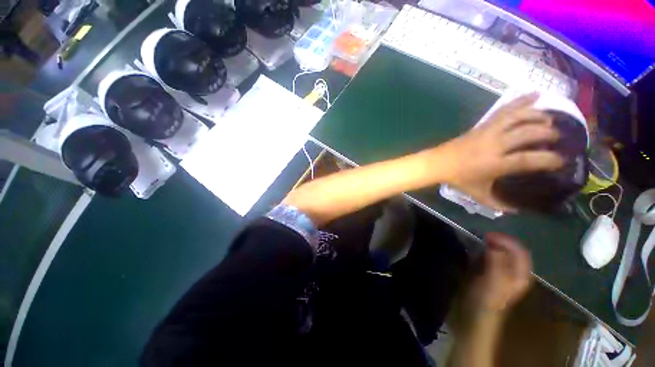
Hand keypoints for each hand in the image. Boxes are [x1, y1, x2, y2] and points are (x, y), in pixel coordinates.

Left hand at [439, 92, 563, 211]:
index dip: (548, 159)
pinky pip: (503, 111)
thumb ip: (497, 203)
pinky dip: (519, 101)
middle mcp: (494, 145)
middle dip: (547, 134)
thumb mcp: (478, 194)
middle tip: (557, 138)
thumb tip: (515, 210)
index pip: (527, 160)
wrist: (438, 163)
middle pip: (527, 133)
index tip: (562, 160)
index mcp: (495, 164)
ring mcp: (487, 132)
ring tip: (549, 119)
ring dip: (537, 116)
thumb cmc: (458, 179)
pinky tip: (535, 95)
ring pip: (517, 117)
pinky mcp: (482, 126)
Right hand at [466, 233, 532, 315]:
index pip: (520, 252)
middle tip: (483, 237)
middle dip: (500, 241)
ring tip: (481, 240)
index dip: (506, 241)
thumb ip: (497, 262)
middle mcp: (515, 273)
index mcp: (520, 275)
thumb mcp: (493, 281)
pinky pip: (493, 257)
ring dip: (494, 245)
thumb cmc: (487, 299)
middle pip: (513, 251)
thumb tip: (494, 244)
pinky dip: (487, 250)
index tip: (488, 235)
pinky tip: (478, 250)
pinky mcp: (493, 274)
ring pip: (503, 253)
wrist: (476, 314)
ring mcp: (504, 273)